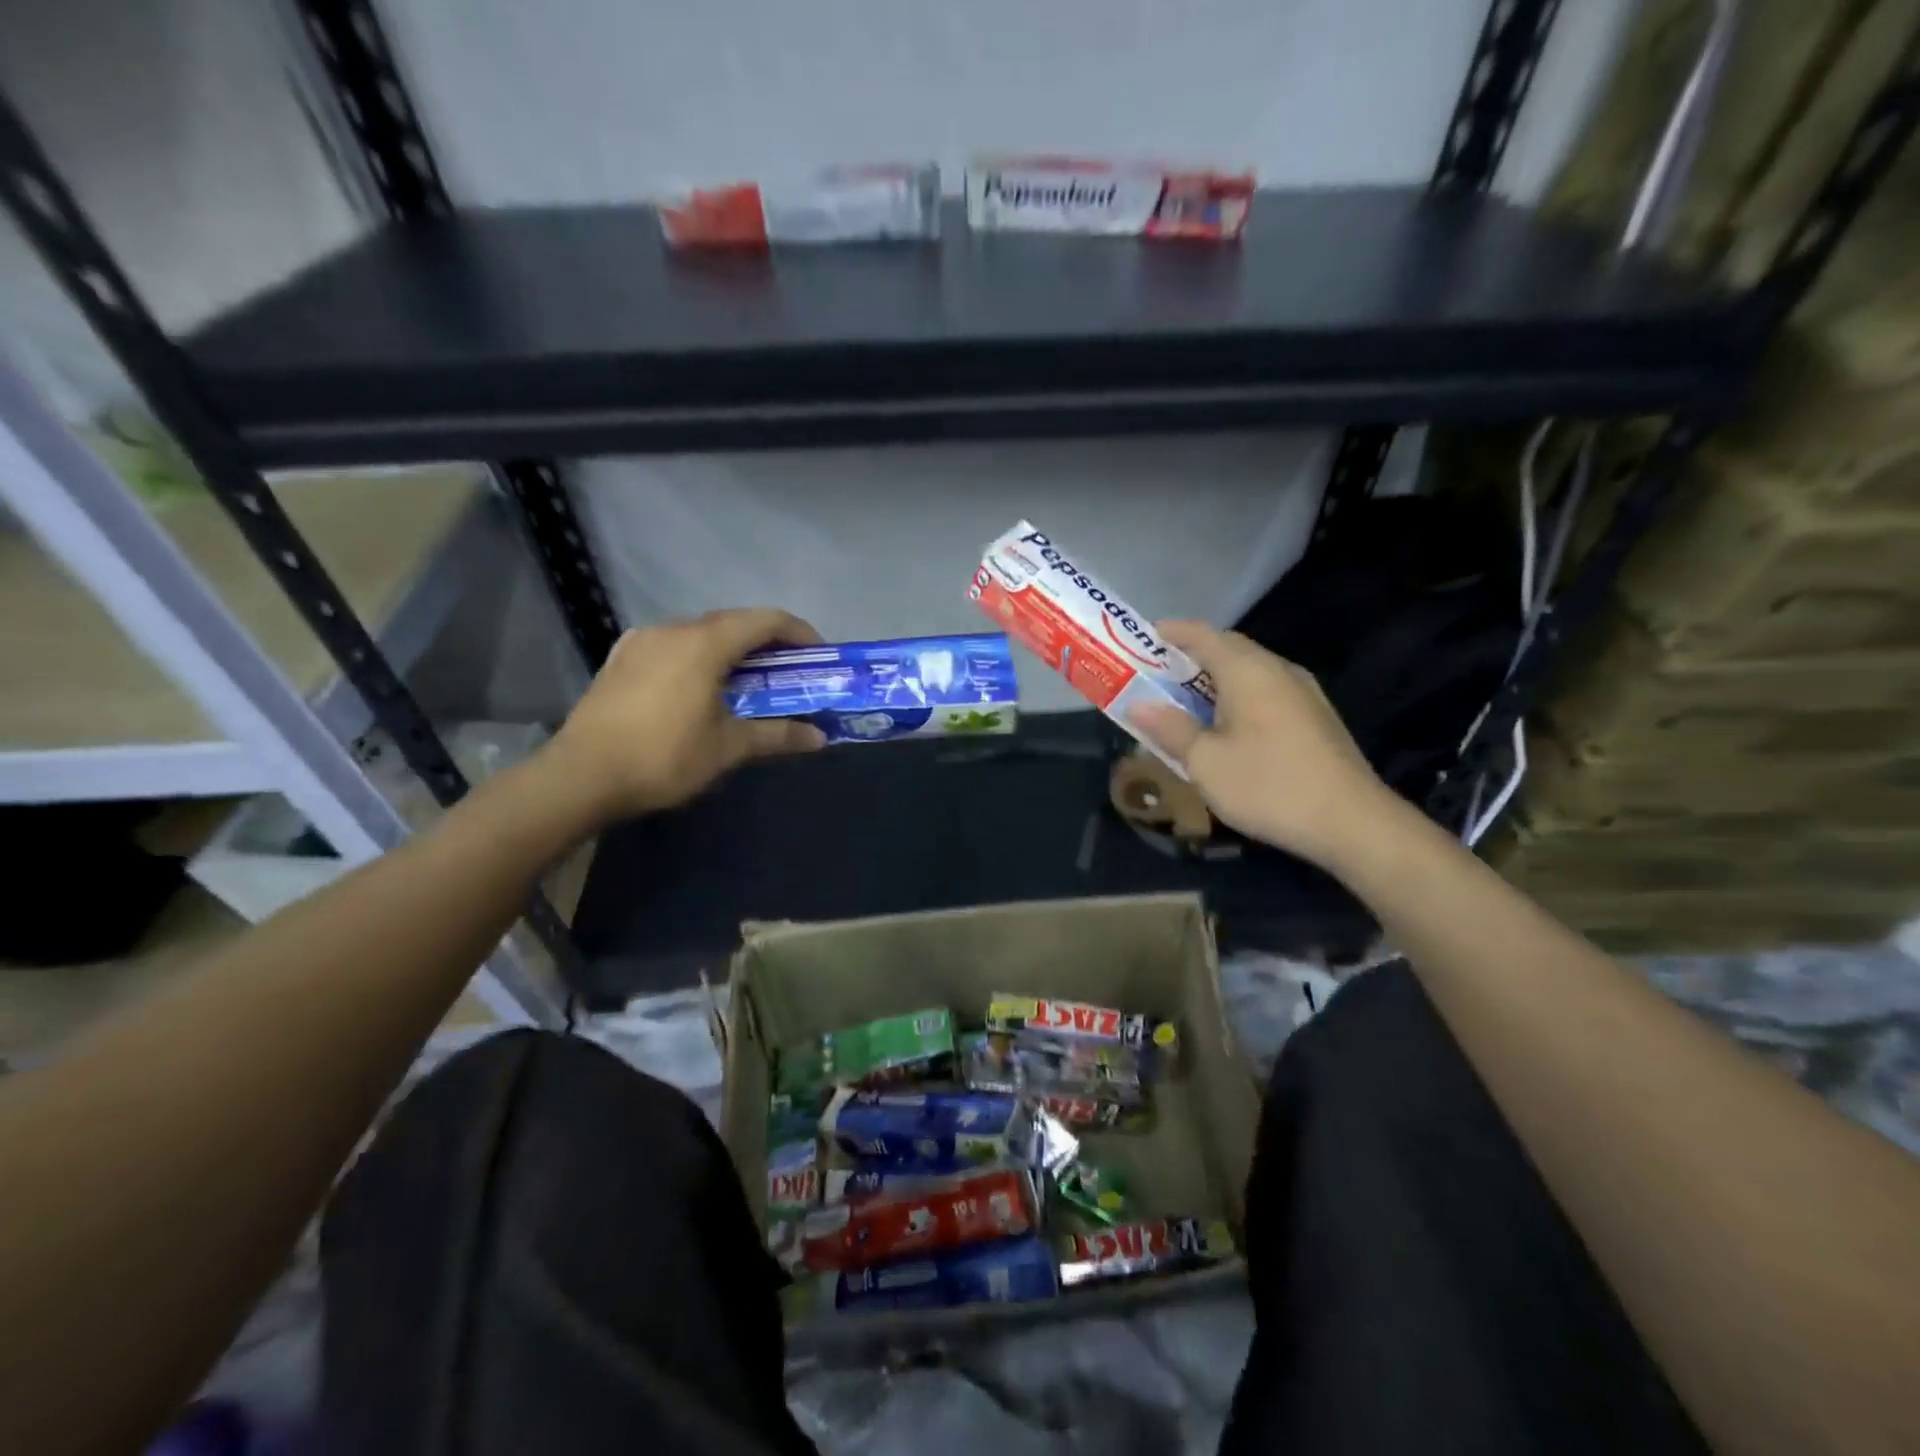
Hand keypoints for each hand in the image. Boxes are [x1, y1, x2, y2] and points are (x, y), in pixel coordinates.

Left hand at [544, 608, 827, 823]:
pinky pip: (672, 646)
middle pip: (733, 622)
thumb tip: (820, 738)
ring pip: (700, 633)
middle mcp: (672, 629)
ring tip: (746, 682)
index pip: (765, 620)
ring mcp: (641, 641)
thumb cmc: (663, 757)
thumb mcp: (728, 748)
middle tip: (788, 673)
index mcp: (704, 643)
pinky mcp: (620, 659)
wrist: (580, 776)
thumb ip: (777, 735)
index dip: (799, 632)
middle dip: (767, 643)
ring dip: (731, 650)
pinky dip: (698, 657)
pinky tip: (698, 688)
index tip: (818, 656)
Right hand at [1133, 621, 1399, 869]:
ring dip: (1214, 679)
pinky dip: (1237, 696)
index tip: (1144, 638)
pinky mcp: (1315, 717)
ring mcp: (1303, 693)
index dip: (1172, 633)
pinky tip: (1226, 725)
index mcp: (1248, 671)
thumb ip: (1171, 729)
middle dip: (1190, 656)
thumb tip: (1139, 706)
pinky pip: (1266, 691)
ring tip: (1185, 701)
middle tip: (1156, 674)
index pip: (1204, 635)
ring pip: (1250, 671)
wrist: (1352, 822)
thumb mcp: (1206, 763)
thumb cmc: (1269, 786)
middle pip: (1229, 649)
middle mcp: (1278, 670)